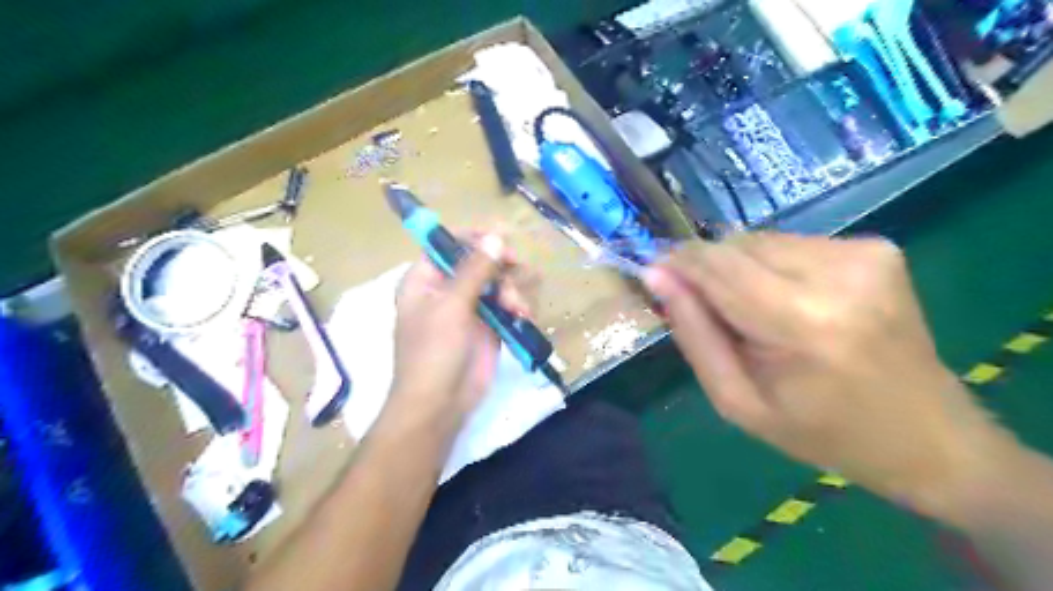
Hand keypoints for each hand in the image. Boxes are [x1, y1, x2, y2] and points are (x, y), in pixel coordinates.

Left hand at [386, 232, 529, 432]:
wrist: (439, 405)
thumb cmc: (434, 352)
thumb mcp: (451, 307)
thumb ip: (474, 270)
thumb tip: (497, 236)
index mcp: (425, 279)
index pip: (449, 244)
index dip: (475, 238)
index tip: (501, 240)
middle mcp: (446, 289)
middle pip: (478, 262)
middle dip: (499, 268)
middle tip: (515, 270)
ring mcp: (468, 309)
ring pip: (497, 283)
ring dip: (512, 290)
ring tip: (517, 309)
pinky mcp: (488, 327)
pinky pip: (506, 306)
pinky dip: (517, 308)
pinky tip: (523, 317)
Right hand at [641, 234, 1010, 518]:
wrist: (926, 435)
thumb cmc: (821, 432)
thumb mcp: (738, 401)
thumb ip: (694, 334)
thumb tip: (657, 276)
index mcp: (803, 323)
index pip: (717, 265)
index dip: (678, 263)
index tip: (654, 273)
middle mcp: (838, 274)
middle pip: (736, 245)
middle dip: (708, 270)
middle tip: (707, 311)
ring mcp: (864, 253)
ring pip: (761, 240)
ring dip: (739, 269)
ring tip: (752, 312)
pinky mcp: (876, 247)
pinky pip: (791, 244)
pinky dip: (772, 267)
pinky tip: (787, 301)